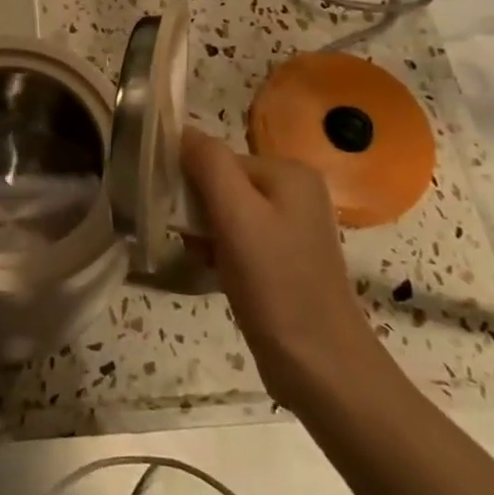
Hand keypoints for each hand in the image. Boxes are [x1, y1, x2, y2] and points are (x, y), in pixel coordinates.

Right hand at [179, 127, 382, 401]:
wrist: (319, 365)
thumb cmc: (275, 283)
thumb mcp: (236, 216)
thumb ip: (209, 164)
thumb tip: (181, 129)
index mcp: (289, 172)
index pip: (218, 159)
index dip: (190, 182)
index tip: (175, 214)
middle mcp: (294, 191)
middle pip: (221, 184)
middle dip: (198, 210)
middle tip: (191, 242)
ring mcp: (291, 226)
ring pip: (225, 213)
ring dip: (205, 234)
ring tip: (202, 260)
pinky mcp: (283, 258)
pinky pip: (237, 239)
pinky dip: (219, 252)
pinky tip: (214, 272)